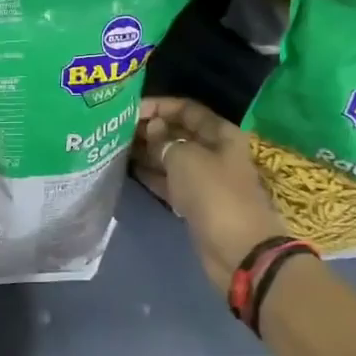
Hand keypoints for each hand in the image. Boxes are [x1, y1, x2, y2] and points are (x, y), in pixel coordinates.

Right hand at [132, 96, 287, 293]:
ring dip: (148, 152)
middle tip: (117, 130)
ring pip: (172, 158)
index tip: (130, 110)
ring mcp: (205, 179)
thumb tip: (152, 129)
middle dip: (150, 129)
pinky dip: (152, 175)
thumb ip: (164, 140)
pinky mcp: (195, 202)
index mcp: (220, 134)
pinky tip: (128, 169)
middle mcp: (214, 152)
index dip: (159, 106)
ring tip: (117, 147)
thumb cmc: (214, 194)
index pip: (187, 109)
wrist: (238, 250)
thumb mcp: (185, 159)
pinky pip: (170, 181)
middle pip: (179, 133)